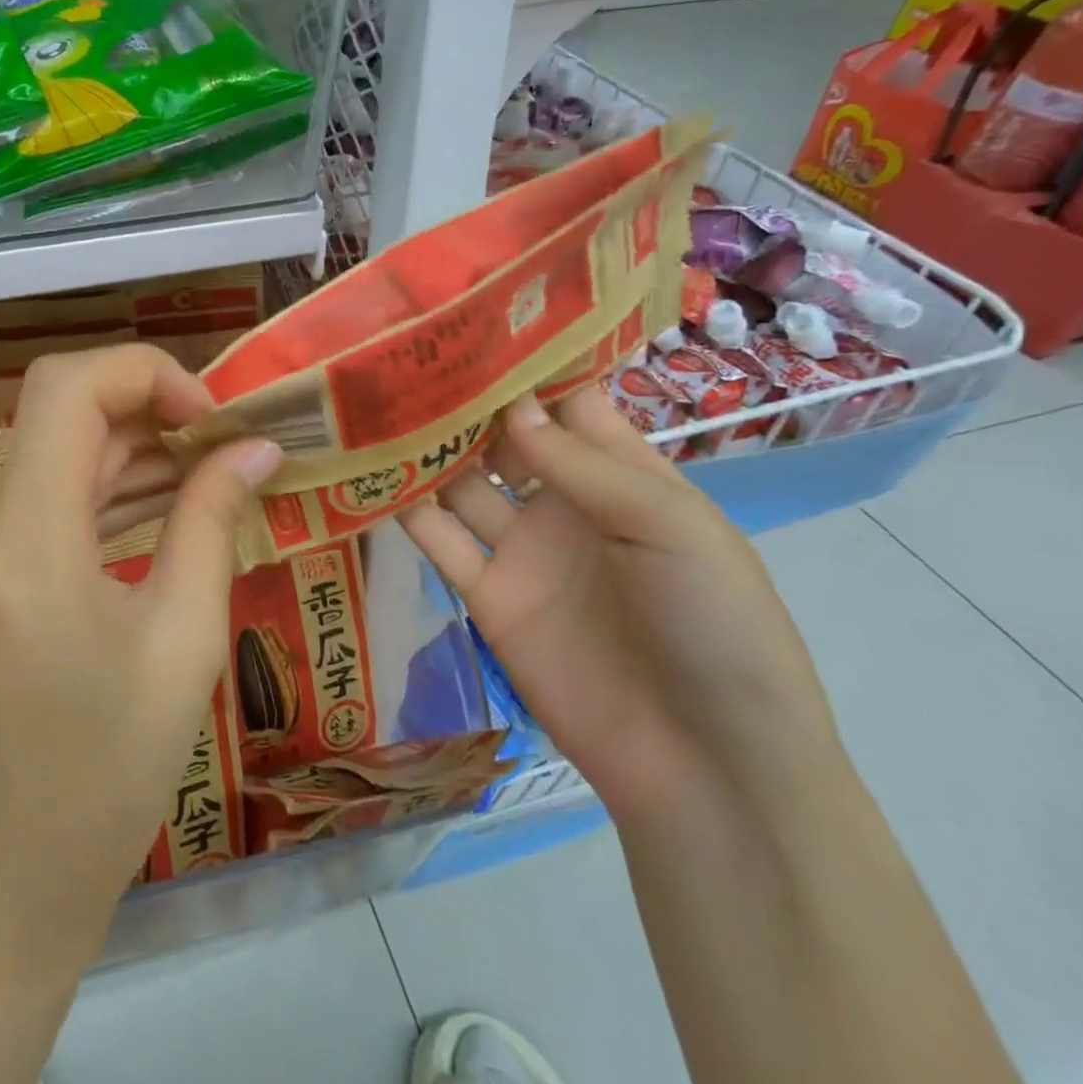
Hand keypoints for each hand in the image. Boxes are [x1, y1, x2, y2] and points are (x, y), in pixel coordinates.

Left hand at [0, 344, 282, 941]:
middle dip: (148, 414)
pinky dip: (94, 496)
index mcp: (26, 551)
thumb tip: (255, 449)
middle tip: (223, 446)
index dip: (143, 373)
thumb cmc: (109, 776)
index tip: (208, 416)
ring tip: (204, 475)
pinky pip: (35, 506)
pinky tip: (153, 512)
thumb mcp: (184, 644)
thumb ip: (212, 525)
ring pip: (49, 460)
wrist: (1, 876)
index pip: (66, 389)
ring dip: (126, 455)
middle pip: (58, 417)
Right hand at [398, 389, 841, 825]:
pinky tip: (366, 475)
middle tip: (403, 355)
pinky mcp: (485, 595)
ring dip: (427, 449)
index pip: (567, 400)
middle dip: (465, 400)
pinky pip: (438, 541)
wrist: (704, 764)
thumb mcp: (670, 529)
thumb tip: (510, 403)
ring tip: (374, 403)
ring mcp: (522, 548)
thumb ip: (583, 466)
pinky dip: (405, 511)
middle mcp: (564, 500)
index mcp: (622, 473)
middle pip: (503, 435)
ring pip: (462, 482)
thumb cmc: (716, 627)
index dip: (527, 362)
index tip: (472, 318)